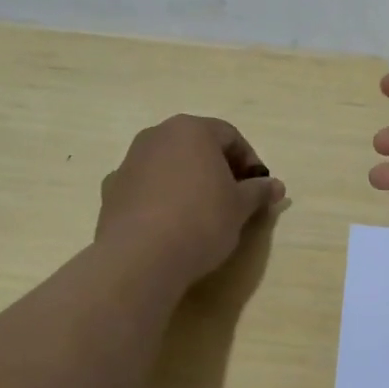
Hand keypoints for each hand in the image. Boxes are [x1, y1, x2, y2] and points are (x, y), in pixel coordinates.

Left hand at [97, 116, 284, 285]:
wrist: (141, 257)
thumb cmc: (200, 221)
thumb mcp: (240, 207)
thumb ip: (258, 191)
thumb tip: (276, 186)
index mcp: (191, 130)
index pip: (230, 136)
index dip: (250, 161)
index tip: (258, 188)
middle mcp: (157, 136)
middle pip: (196, 145)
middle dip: (218, 168)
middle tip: (234, 198)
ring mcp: (130, 161)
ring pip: (169, 164)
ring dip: (188, 180)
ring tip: (202, 212)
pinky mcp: (112, 189)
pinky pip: (146, 186)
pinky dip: (161, 197)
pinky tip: (170, 223)